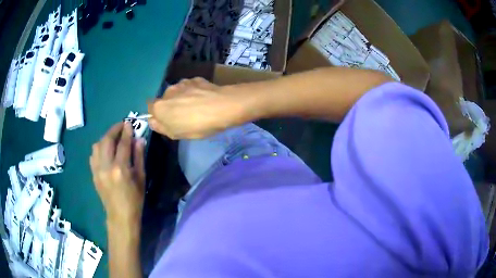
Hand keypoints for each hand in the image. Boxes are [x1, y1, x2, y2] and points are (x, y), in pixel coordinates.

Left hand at [90, 122, 145, 224]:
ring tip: (113, 137)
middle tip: (121, 126)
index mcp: (120, 169)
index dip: (127, 131)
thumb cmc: (135, 200)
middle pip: (107, 140)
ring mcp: (97, 170)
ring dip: (105, 137)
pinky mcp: (93, 173)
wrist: (120, 216)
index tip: (130, 123)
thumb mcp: (141, 178)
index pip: (123, 144)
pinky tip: (105, 150)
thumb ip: (139, 157)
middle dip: (114, 129)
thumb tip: (139, 139)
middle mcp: (106, 166)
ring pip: (97, 145)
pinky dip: (99, 148)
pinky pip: (93, 155)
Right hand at [148, 77, 246, 138]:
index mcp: (159, 107)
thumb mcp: (176, 134)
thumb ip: (161, 127)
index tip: (167, 121)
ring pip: (178, 92)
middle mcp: (168, 91)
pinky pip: (190, 87)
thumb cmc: (197, 125)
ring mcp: (182, 83)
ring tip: (197, 107)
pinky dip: (194, 92)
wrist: (223, 107)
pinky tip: (205, 99)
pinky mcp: (195, 78)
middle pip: (165, 99)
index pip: (150, 108)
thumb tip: (152, 120)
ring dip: (183, 98)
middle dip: (171, 106)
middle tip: (184, 117)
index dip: (158, 115)